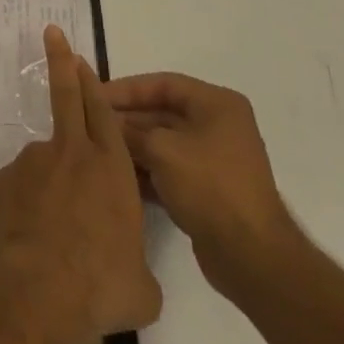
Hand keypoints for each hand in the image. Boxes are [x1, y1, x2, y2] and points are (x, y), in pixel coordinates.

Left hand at [0, 26, 161, 343]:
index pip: (103, 112)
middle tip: (52, 34)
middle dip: (61, 62)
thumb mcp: (141, 287)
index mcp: (111, 168)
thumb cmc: (101, 286)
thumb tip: (133, 275)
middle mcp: (71, 154)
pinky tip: (29, 242)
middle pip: (67, 97)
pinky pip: (19, 190)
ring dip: (49, 187)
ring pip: (43, 163)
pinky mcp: (3, 182)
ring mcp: (33, 163)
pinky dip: (25, 207)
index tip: (80, 57)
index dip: (92, 83)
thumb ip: (138, 267)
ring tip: (53, 239)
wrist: (38, 291)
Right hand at [104, 72, 300, 302]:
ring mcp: (214, 160)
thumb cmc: (210, 187)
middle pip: (162, 113)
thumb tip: (105, 121)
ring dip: (133, 147)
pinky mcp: (208, 190)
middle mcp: (218, 126)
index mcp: (216, 104)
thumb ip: (130, 131)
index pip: (162, 84)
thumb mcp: (162, 150)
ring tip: (97, 151)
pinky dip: (147, 172)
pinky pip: (170, 170)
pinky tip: (118, 178)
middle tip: (90, 125)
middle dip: (127, 120)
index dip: (127, 88)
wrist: (253, 259)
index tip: (94, 95)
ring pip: (164, 143)